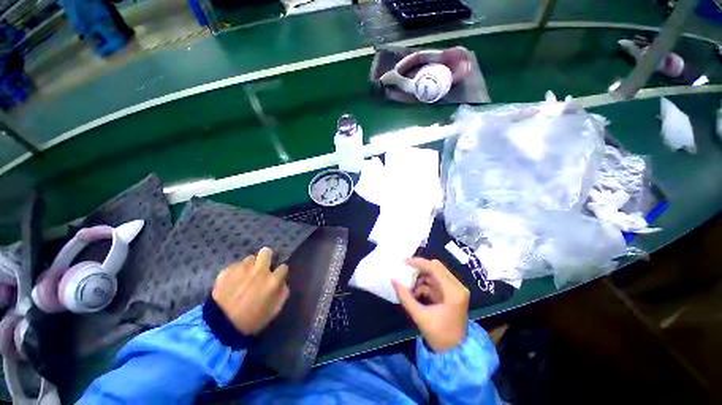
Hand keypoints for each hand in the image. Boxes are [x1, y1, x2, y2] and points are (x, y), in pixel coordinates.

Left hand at [211, 247, 289, 335]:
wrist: (220, 326)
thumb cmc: (252, 320)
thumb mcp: (274, 310)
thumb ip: (283, 293)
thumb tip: (283, 282)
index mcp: (272, 280)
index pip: (283, 267)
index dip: (280, 272)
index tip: (277, 277)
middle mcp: (259, 270)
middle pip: (266, 252)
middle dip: (266, 258)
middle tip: (262, 268)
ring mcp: (242, 269)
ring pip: (250, 259)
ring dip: (250, 266)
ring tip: (245, 277)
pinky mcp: (227, 271)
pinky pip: (235, 266)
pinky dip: (236, 272)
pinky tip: (232, 282)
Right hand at [393, 258, 469, 352]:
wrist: (455, 352)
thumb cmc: (439, 336)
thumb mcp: (420, 316)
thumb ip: (405, 297)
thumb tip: (393, 280)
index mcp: (453, 292)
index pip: (435, 268)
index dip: (418, 262)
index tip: (403, 262)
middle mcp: (457, 287)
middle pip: (436, 268)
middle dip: (419, 268)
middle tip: (404, 270)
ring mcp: (455, 289)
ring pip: (435, 274)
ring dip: (421, 278)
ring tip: (409, 287)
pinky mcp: (451, 293)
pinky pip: (435, 282)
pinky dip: (424, 285)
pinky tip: (415, 294)